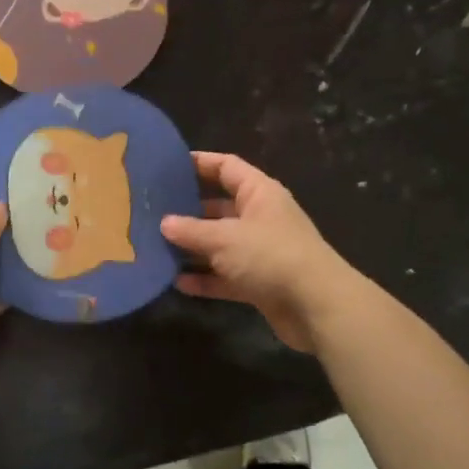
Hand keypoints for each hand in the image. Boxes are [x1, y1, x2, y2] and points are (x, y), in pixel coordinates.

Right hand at [160, 152, 358, 352]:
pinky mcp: (260, 282)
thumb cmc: (270, 256)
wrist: (316, 306)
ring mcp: (261, 251)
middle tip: (152, 211)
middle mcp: (260, 217)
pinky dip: (205, 278)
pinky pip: (226, 275)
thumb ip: (191, 231)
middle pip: (219, 207)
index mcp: (259, 193)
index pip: (226, 167)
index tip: (167, 165)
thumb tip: (164, 223)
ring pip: (220, 243)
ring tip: (156, 247)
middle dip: (188, 210)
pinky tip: (177, 282)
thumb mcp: (224, 238)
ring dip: (193, 247)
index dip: (199, 163)